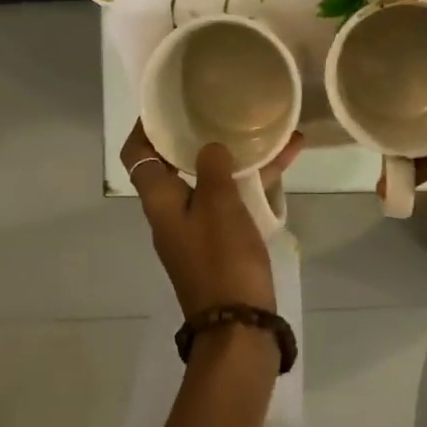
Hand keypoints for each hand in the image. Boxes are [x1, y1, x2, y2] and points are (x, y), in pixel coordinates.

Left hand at [123, 121, 302, 318]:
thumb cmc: (222, 261)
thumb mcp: (218, 207)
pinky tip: (288, 155)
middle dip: (198, 133)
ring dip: (236, 153)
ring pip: (213, 176)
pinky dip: (256, 178)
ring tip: (264, 125)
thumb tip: (211, 147)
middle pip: (176, 161)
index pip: (138, 154)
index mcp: (161, 201)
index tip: (169, 101)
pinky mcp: (223, 237)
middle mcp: (173, 209)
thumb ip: (214, 169)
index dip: (146, 125)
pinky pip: (236, 196)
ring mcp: (199, 224)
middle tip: (219, 106)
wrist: (239, 325)